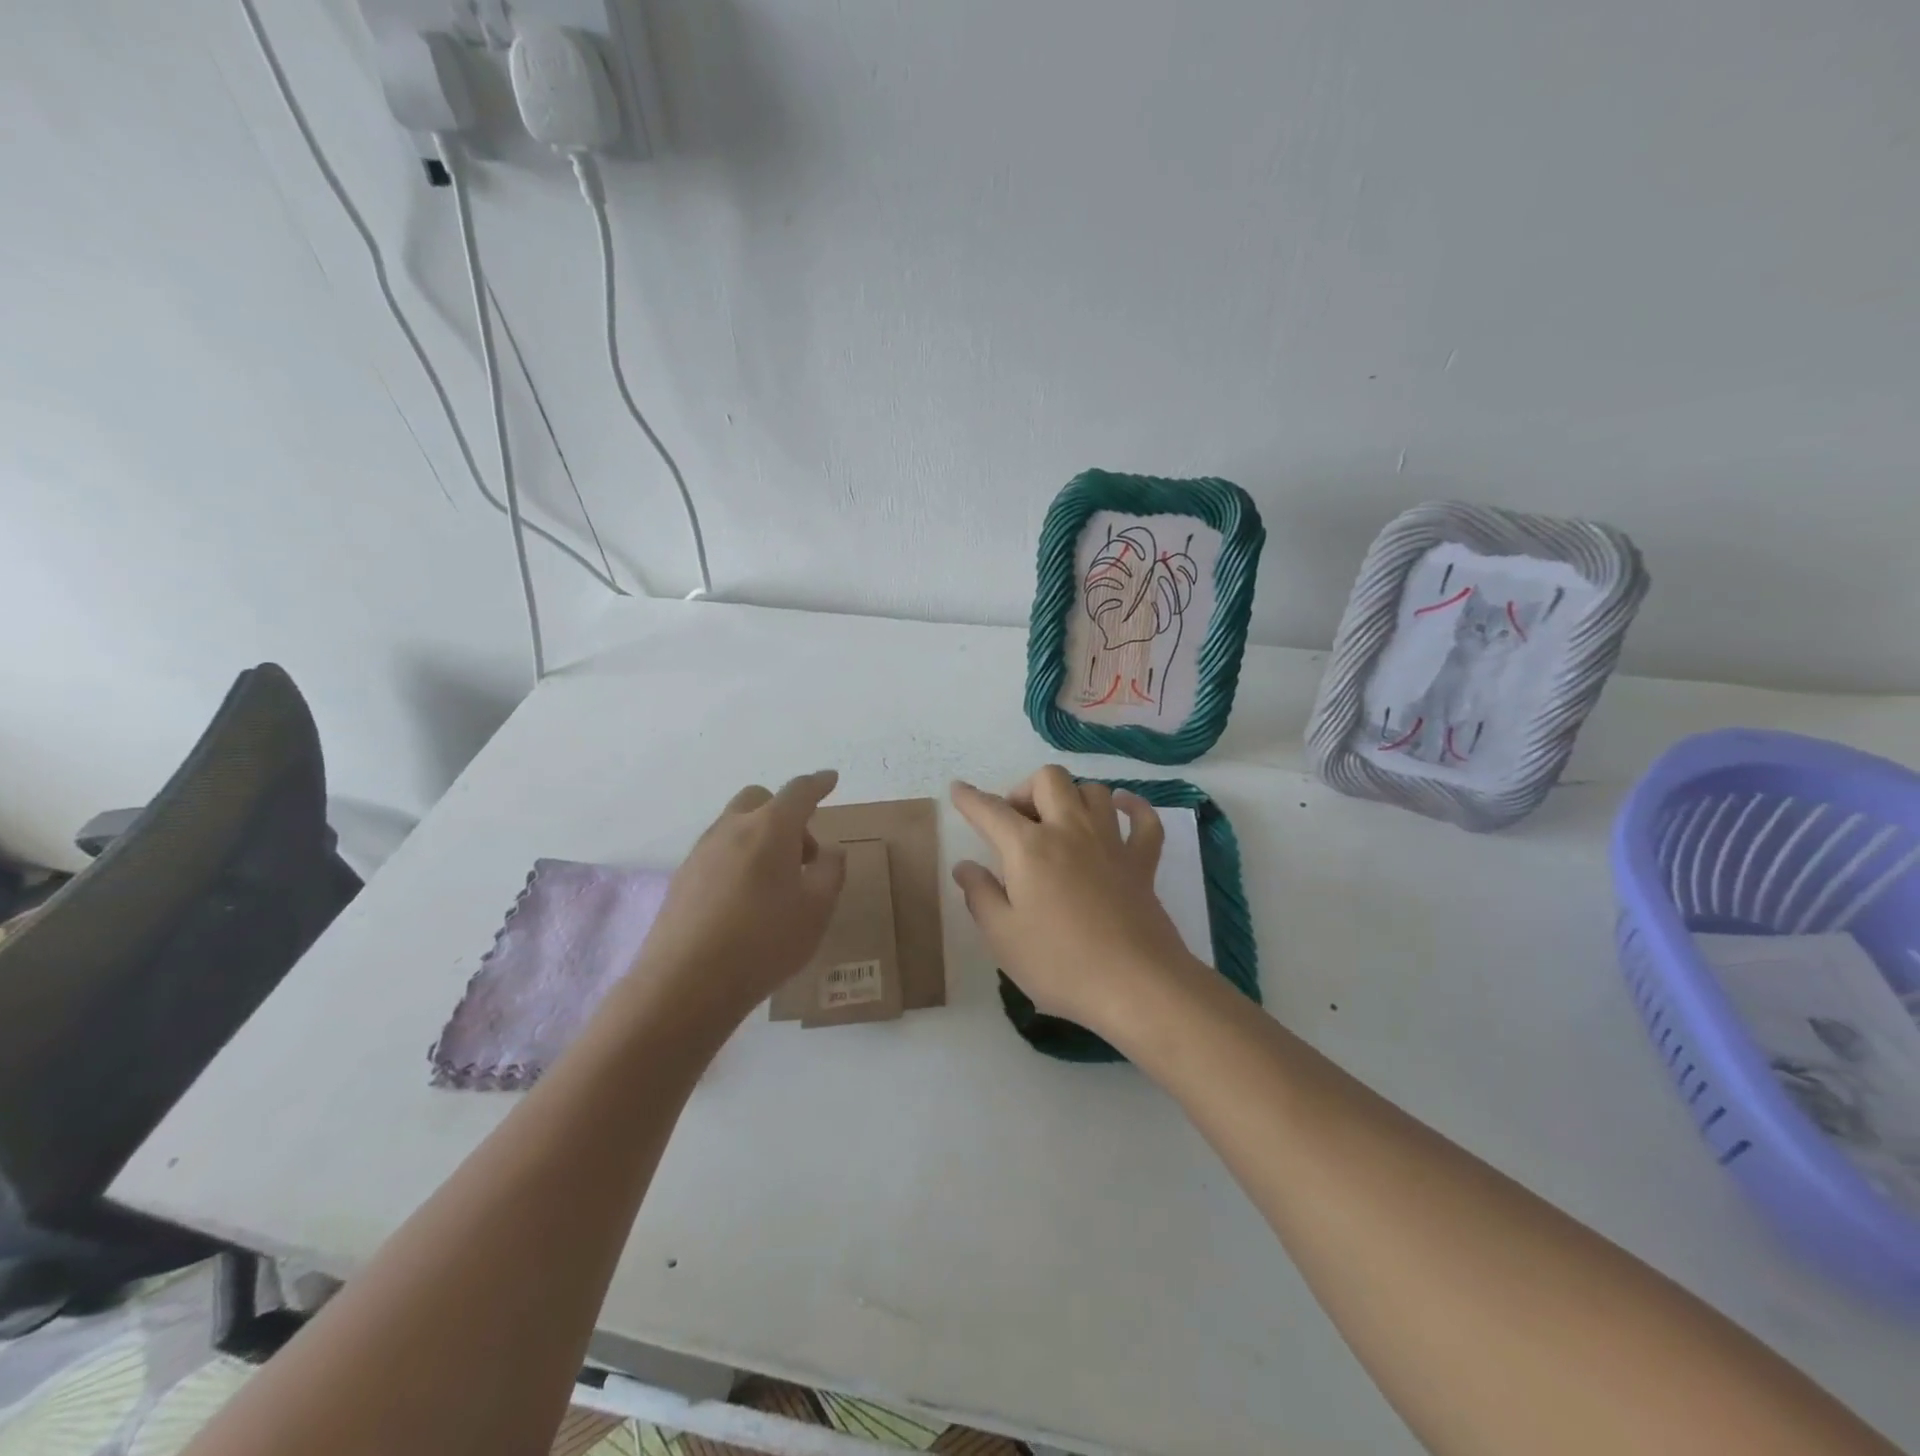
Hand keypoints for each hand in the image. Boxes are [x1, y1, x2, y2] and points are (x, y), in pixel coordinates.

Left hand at [630, 771, 847, 1024]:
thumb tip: (829, 852)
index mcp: (771, 828)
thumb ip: (830, 872)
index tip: (830, 779)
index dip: (818, 783)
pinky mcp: (682, 877)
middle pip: (760, 799)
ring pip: (736, 825)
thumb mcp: (817, 910)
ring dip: (760, 837)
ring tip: (775, 884)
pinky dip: (738, 858)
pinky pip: (718, 852)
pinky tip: (744, 900)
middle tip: (802, 854)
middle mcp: (732, 828)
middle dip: (785, 813)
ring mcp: (702, 851)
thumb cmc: (764, 942)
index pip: (799, 791)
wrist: (685, 984)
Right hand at [950, 766, 1201, 1040]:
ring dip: (1072, 797)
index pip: (991, 811)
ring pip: (1093, 790)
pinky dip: (1132, 807)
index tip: (958, 789)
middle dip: (1026, 790)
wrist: (1135, 984)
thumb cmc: (1060, 963)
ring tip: (1060, 823)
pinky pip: (1144, 819)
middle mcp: (1070, 830)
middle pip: (1048, 779)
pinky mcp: (1143, 861)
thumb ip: (980, 895)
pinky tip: (1121, 809)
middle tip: (1016, 824)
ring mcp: (1111, 841)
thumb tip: (965, 866)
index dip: (970, 798)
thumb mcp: (1003, 936)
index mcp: (1029, 848)